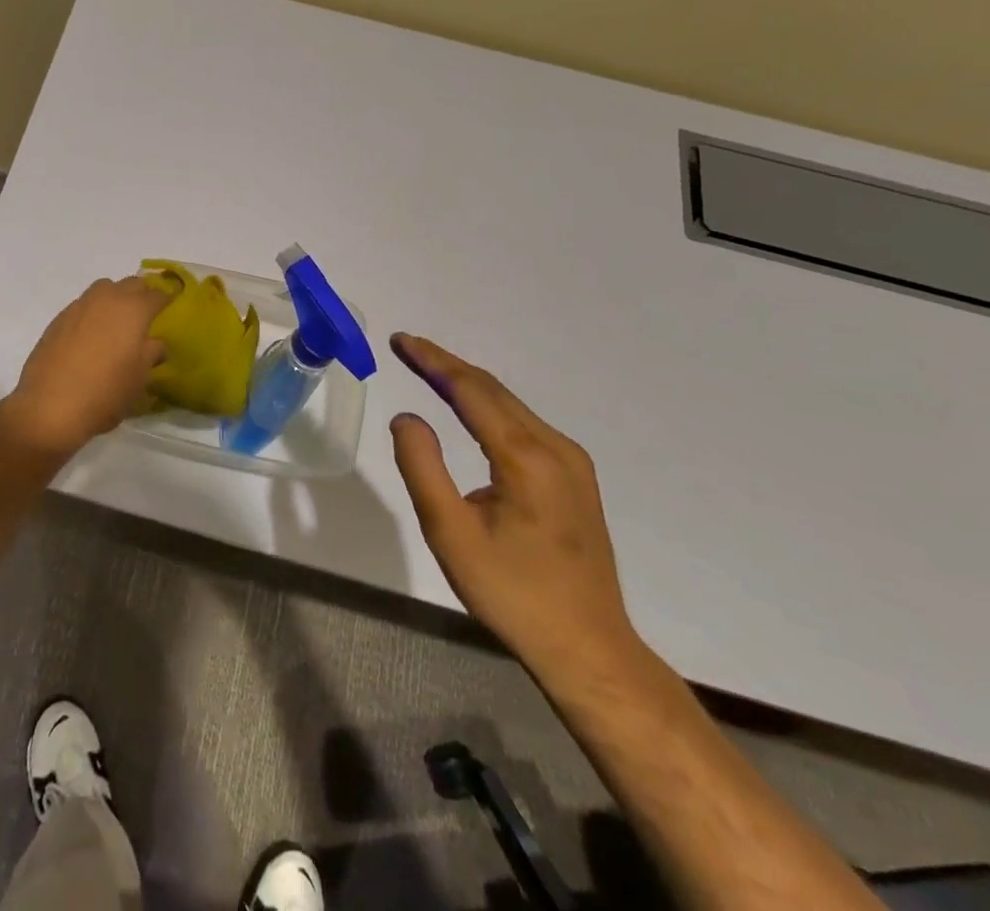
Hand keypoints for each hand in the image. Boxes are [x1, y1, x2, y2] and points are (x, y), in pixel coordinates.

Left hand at [0, 278, 167, 457]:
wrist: (49, 406)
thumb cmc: (105, 393)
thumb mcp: (139, 378)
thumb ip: (152, 353)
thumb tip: (155, 343)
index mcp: (133, 310)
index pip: (157, 295)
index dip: (166, 300)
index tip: (171, 308)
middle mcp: (107, 299)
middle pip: (130, 283)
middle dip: (141, 294)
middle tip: (145, 316)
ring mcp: (79, 306)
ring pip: (104, 289)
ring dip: (114, 298)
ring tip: (117, 323)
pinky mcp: (58, 319)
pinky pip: (83, 305)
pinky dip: (93, 313)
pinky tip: (91, 336)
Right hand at [387, 333, 641, 682]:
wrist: (588, 649)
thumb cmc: (512, 593)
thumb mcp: (450, 534)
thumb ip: (422, 468)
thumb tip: (407, 417)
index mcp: (526, 458)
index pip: (471, 390)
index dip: (433, 361)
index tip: (401, 340)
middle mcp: (555, 448)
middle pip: (493, 390)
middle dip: (446, 364)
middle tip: (406, 347)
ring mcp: (572, 462)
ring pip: (510, 405)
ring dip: (467, 383)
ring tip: (428, 368)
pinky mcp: (575, 478)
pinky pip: (523, 424)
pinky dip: (488, 405)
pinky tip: (469, 408)